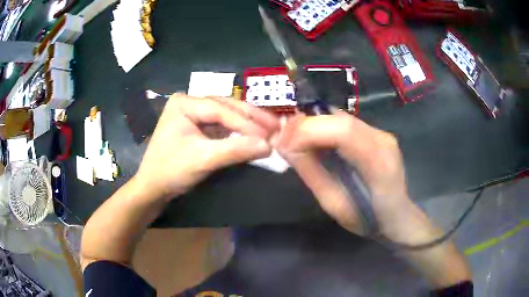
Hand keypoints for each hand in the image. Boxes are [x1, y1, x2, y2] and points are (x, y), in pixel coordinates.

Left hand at [135, 94, 278, 199]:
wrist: (153, 187)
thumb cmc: (171, 171)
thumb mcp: (202, 159)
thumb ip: (235, 150)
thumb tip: (268, 146)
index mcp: (184, 103)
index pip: (220, 110)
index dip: (246, 123)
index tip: (269, 135)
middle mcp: (190, 102)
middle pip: (226, 107)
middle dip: (251, 118)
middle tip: (276, 126)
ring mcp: (194, 113)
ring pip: (227, 114)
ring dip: (248, 122)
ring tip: (270, 128)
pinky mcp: (199, 126)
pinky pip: (223, 125)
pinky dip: (239, 131)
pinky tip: (254, 133)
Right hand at [274, 110, 420, 239]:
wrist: (397, 216)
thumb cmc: (368, 220)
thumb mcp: (334, 205)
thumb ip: (312, 173)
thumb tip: (285, 147)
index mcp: (379, 163)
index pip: (343, 131)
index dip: (308, 131)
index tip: (284, 145)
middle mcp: (383, 139)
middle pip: (339, 119)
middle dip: (306, 126)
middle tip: (284, 141)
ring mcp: (381, 133)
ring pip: (340, 117)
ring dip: (313, 125)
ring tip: (295, 141)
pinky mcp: (376, 133)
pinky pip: (345, 123)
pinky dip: (324, 128)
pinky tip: (314, 140)